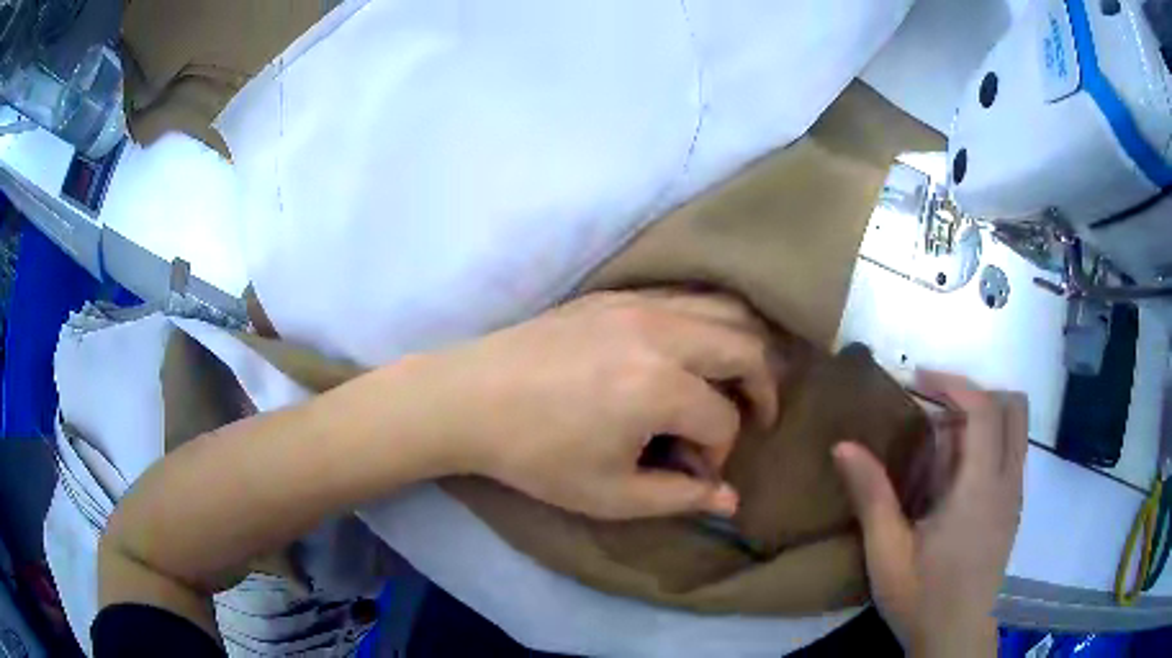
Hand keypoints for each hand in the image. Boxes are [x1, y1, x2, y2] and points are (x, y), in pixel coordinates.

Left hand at [416, 290, 781, 519]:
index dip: (720, 453)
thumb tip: (729, 499)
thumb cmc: (536, 455)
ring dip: (743, 347)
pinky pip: (686, 295)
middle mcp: (661, 333)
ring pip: (724, 309)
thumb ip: (679, 497)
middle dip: (762, 388)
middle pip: (746, 347)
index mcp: (659, 387)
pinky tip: (695, 350)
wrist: (469, 398)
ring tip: (736, 381)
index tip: (696, 472)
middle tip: (755, 417)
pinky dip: (710, 320)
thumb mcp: (609, 495)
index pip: (723, 420)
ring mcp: (638, 304)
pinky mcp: (616, 294)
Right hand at [833, 372, 1026, 656]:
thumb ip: (871, 496)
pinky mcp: (1013, 511)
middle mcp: (1008, 483)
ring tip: (940, 444)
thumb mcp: (887, 553)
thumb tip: (843, 446)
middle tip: (936, 407)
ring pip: (1015, 430)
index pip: (984, 410)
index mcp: (981, 489)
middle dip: (976, 394)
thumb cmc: (923, 598)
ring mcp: (1015, 497)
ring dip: (982, 419)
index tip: (919, 379)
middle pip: (1013, 408)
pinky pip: (1009, 455)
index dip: (953, 383)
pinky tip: (952, 479)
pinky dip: (986, 445)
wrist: (956, 639)